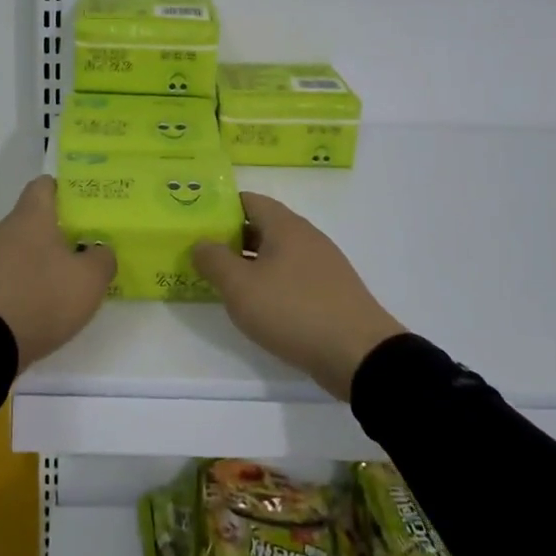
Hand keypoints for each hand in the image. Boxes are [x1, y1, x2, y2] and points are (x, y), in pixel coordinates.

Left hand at [0, 176, 115, 371]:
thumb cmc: (42, 298)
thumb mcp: (89, 280)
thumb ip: (102, 258)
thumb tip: (99, 250)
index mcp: (31, 217)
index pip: (44, 185)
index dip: (64, 190)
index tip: (83, 205)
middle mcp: (4, 230)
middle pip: (32, 219)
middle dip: (56, 231)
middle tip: (83, 247)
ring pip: (18, 249)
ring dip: (38, 260)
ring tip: (63, 281)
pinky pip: (6, 275)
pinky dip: (22, 284)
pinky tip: (38, 305)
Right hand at [193, 192, 404, 400]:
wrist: (359, 355)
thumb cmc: (294, 310)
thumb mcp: (241, 287)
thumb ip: (214, 261)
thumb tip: (200, 243)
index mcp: (285, 225)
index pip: (248, 200)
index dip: (220, 207)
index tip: (196, 222)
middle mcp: (306, 237)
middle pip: (262, 226)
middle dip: (231, 238)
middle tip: (202, 254)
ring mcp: (322, 264)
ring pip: (277, 253)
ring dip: (250, 263)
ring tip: (223, 281)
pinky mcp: (330, 291)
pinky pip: (292, 276)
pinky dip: (270, 282)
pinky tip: (257, 305)